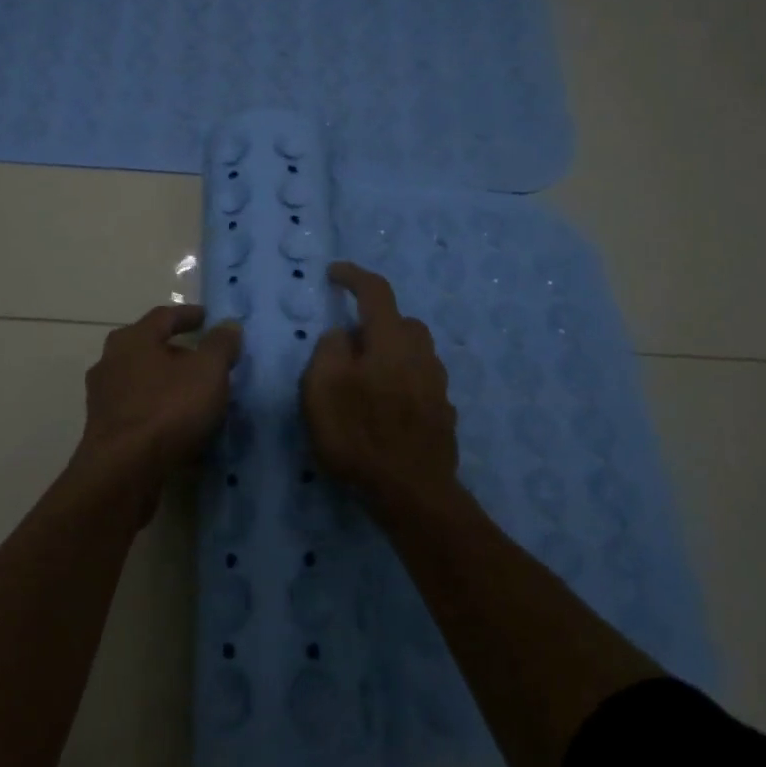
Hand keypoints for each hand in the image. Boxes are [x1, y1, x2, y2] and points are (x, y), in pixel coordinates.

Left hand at [73, 304, 243, 520]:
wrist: (123, 471)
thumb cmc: (167, 409)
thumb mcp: (208, 372)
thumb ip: (220, 345)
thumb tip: (229, 325)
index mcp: (133, 339)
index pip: (164, 316)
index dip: (188, 315)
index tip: (208, 318)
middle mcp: (111, 362)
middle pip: (148, 348)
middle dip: (177, 352)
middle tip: (202, 360)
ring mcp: (104, 398)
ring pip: (142, 382)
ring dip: (167, 385)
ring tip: (195, 396)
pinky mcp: (104, 431)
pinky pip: (139, 412)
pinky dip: (159, 412)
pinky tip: (179, 427)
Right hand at [302, 263, 459, 511]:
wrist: (412, 493)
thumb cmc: (359, 436)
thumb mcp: (321, 389)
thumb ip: (329, 350)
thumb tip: (342, 335)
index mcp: (391, 341)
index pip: (376, 292)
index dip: (354, 276)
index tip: (334, 273)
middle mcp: (421, 355)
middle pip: (402, 322)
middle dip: (375, 321)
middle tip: (347, 343)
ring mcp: (437, 386)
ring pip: (415, 352)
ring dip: (391, 352)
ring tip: (365, 379)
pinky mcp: (444, 414)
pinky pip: (421, 382)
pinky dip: (402, 382)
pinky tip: (386, 408)